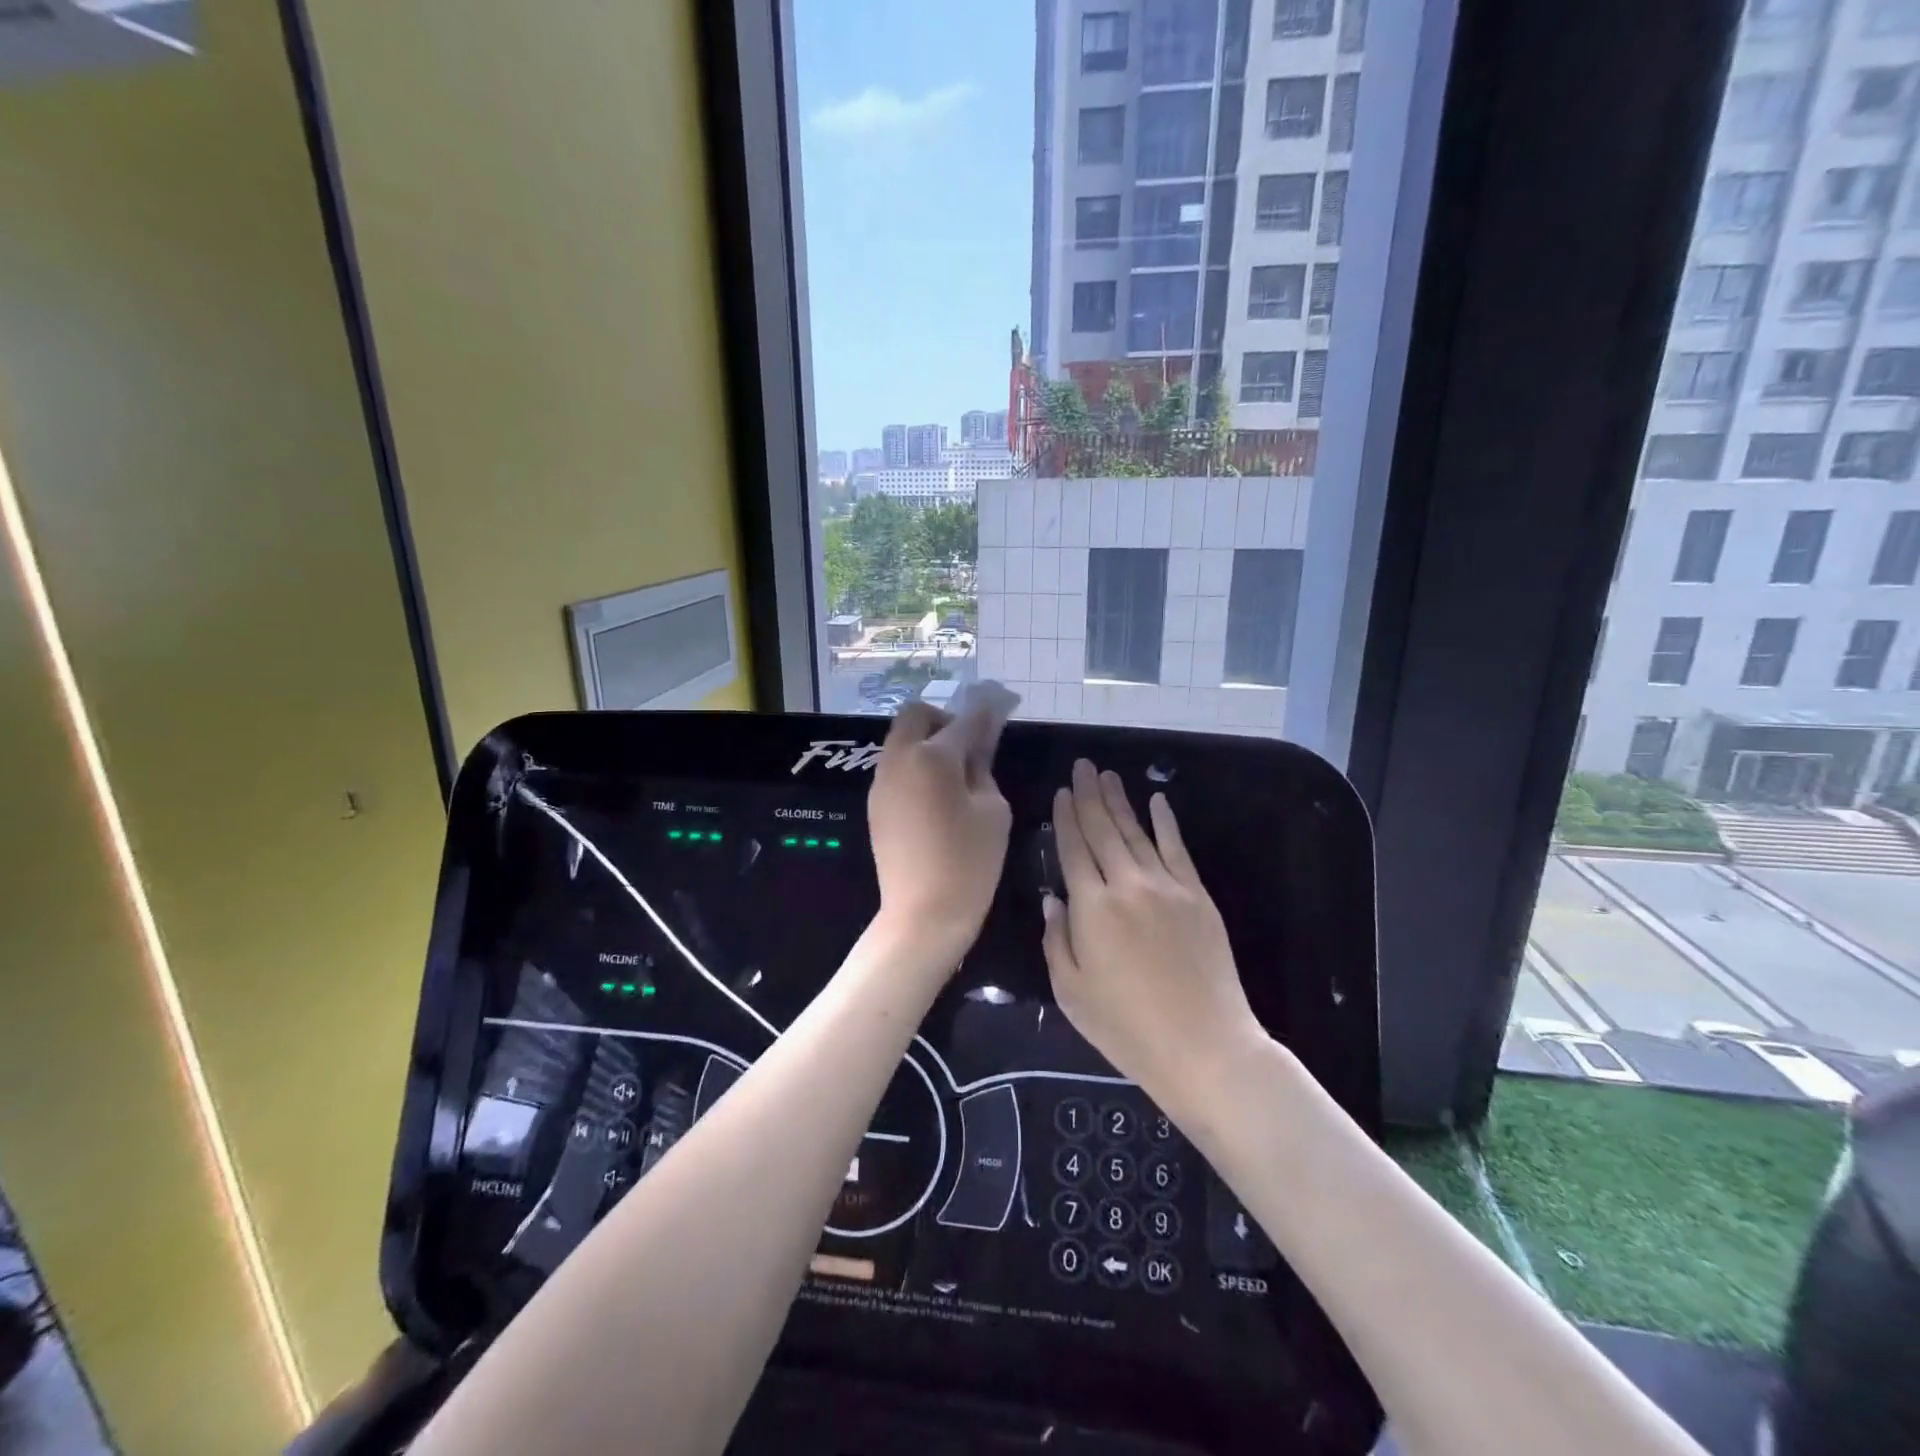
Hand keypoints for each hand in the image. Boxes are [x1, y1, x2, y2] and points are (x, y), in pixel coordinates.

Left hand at [867, 693, 1013, 952]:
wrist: (923, 915)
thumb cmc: (970, 863)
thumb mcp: (993, 810)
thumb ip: (984, 767)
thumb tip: (979, 744)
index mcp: (933, 757)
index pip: (964, 720)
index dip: (986, 710)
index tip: (1001, 703)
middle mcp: (899, 759)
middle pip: (916, 715)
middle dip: (944, 719)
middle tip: (969, 744)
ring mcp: (881, 781)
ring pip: (901, 740)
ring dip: (927, 741)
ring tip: (954, 772)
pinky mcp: (875, 804)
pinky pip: (895, 766)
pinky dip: (915, 764)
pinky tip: (935, 793)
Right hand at [1042, 760, 1263, 1111]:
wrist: (1204, 1046)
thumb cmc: (1127, 1027)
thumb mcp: (1071, 992)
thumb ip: (1057, 940)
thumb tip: (1052, 899)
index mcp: (1091, 908)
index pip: (1074, 849)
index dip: (1065, 818)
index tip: (1061, 792)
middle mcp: (1127, 885)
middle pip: (1104, 830)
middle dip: (1089, 795)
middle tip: (1082, 765)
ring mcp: (1167, 887)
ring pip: (1137, 832)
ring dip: (1121, 801)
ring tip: (1107, 775)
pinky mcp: (1197, 896)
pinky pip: (1177, 849)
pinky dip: (1166, 822)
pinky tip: (1158, 801)